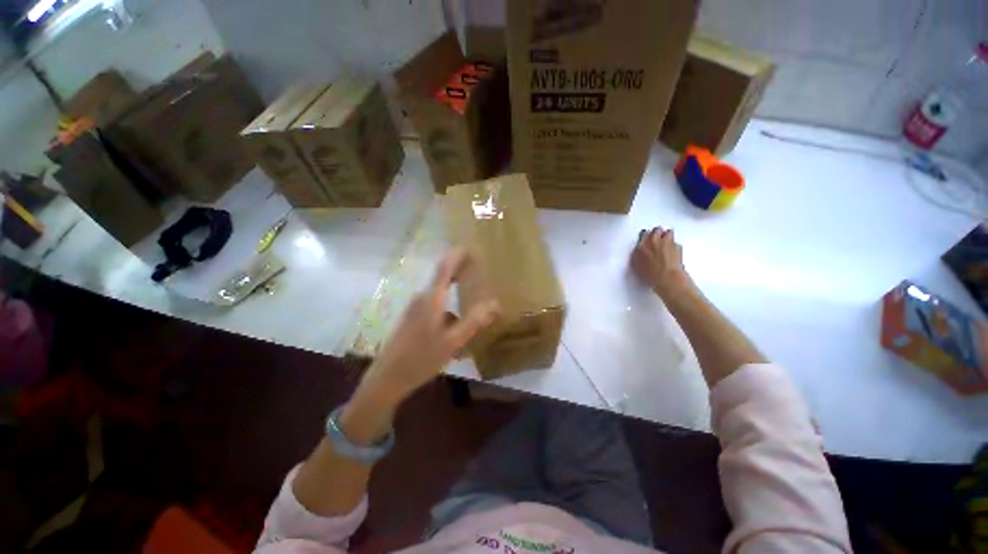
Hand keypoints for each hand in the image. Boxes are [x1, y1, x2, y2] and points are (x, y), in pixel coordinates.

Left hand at [358, 249, 499, 405]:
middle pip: (442, 277)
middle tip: (478, 272)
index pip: (445, 268)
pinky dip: (448, 307)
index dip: (457, 255)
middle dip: (460, 271)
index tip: (471, 247)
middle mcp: (422, 298)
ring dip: (455, 291)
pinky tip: (456, 326)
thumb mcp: (452, 342)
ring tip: (472, 298)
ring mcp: (415, 309)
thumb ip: (474, 321)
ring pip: (440, 294)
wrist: (386, 379)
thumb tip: (496, 304)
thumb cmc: (421, 359)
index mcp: (431, 299)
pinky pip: (435, 305)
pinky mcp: (412, 319)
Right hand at [631, 227, 692, 297]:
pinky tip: (671, 253)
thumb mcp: (637, 266)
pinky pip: (675, 242)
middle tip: (656, 240)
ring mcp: (668, 242)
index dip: (645, 236)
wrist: (668, 279)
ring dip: (666, 236)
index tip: (645, 239)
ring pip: (668, 232)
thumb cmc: (651, 274)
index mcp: (642, 245)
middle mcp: (655, 241)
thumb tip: (639, 251)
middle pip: (657, 230)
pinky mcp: (678, 247)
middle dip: (657, 233)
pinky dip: (674, 245)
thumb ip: (637, 255)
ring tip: (665, 244)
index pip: (643, 233)